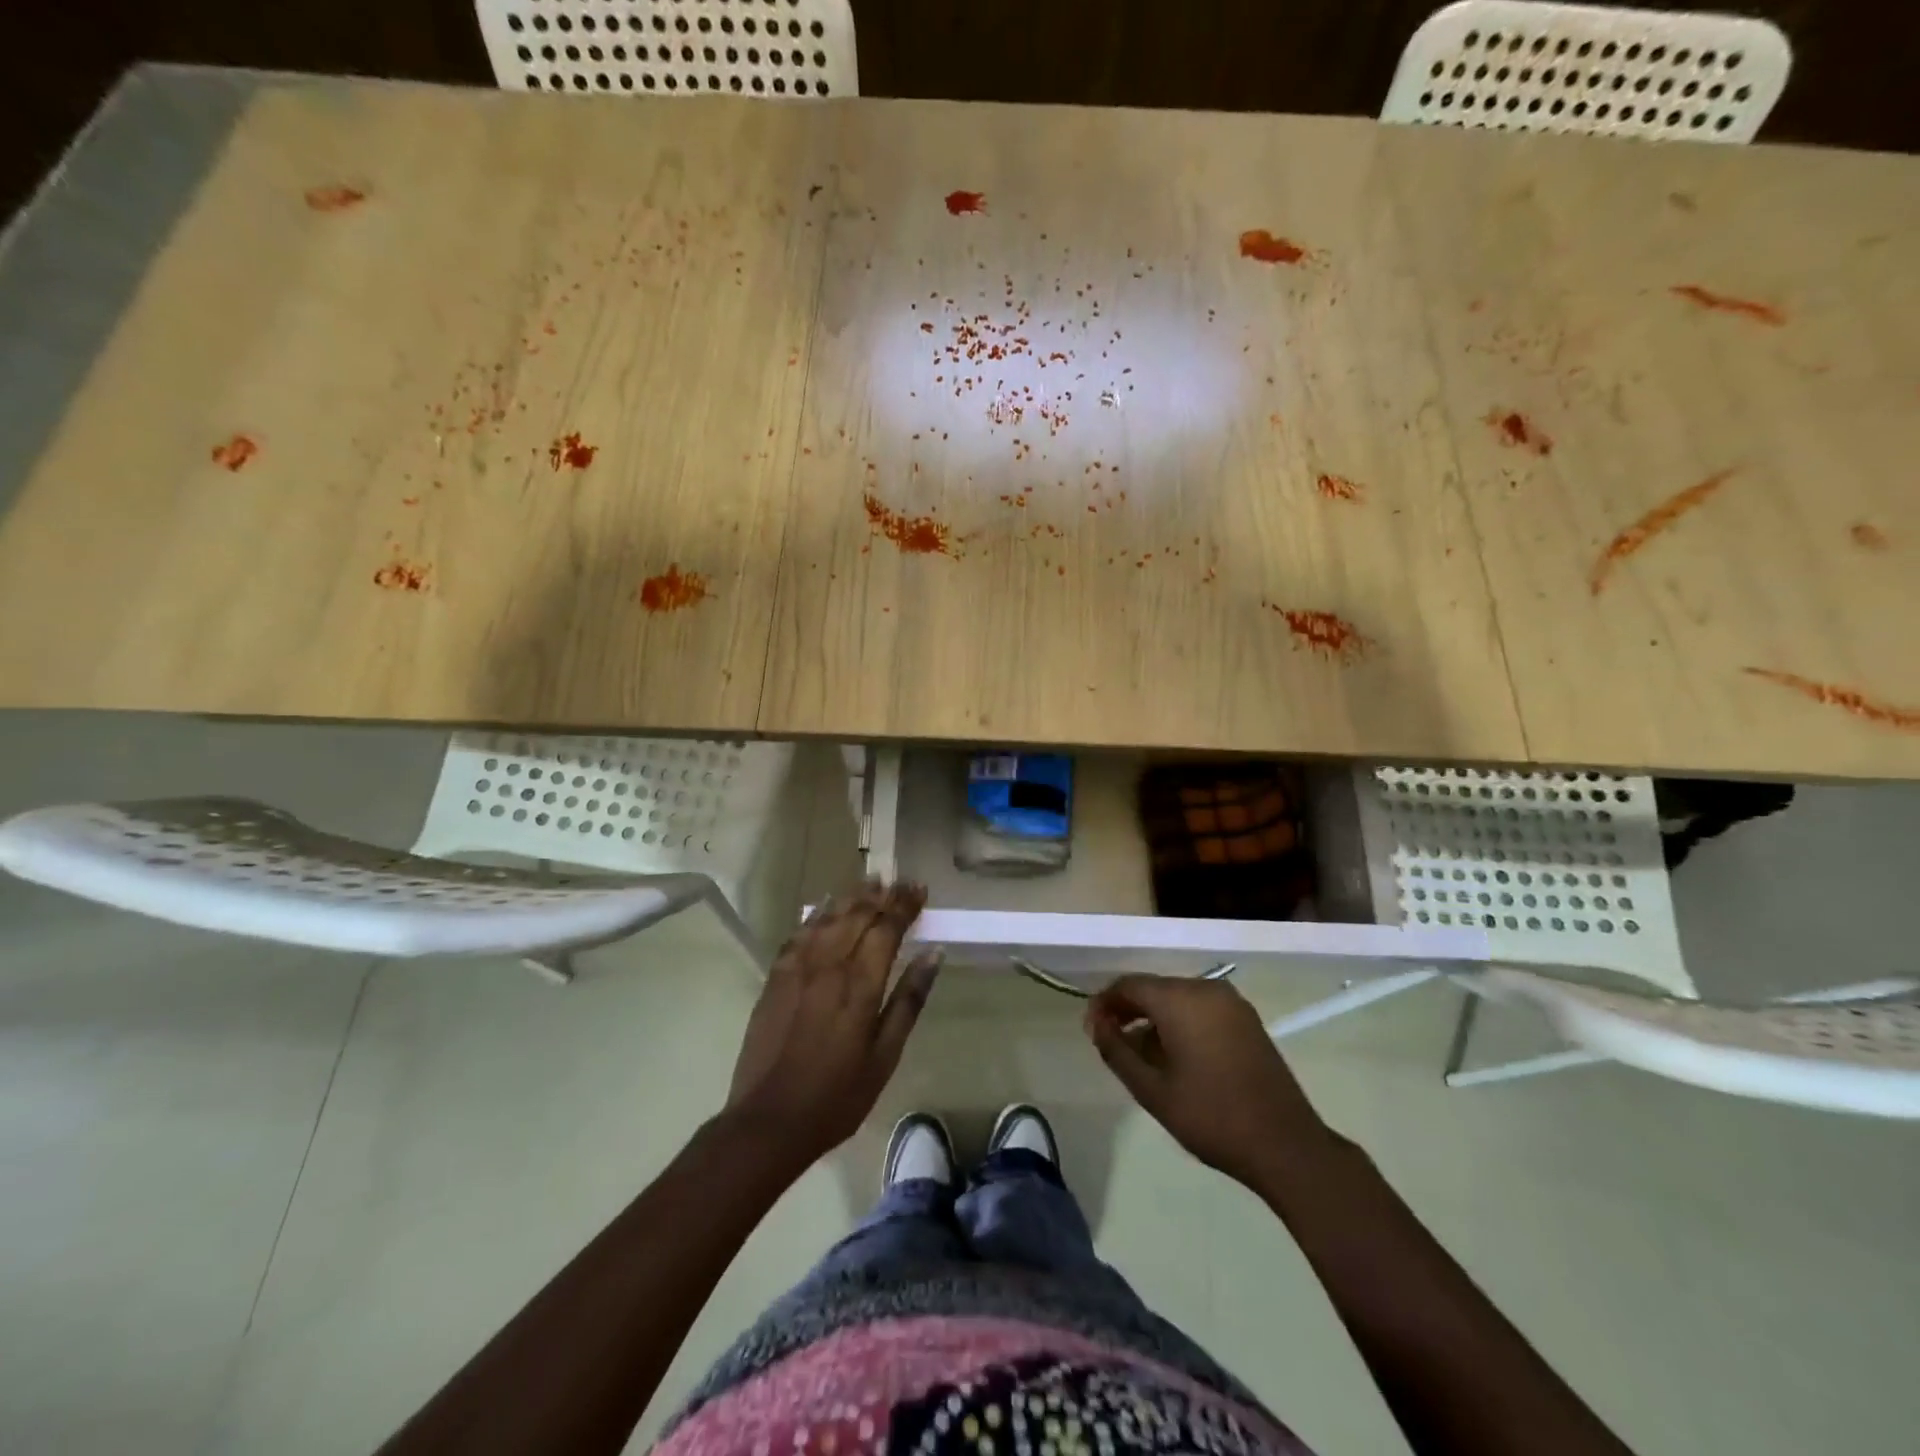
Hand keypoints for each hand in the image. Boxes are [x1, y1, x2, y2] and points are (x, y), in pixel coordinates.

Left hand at [725, 881, 940, 1165]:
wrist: (768, 1120)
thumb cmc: (838, 1095)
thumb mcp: (885, 1056)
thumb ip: (909, 1000)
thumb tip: (933, 954)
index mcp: (860, 983)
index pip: (887, 928)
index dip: (905, 905)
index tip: (920, 890)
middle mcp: (829, 964)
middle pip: (858, 915)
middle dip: (883, 895)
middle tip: (901, 882)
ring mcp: (797, 968)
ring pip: (828, 917)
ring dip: (852, 897)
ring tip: (871, 883)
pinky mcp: (776, 978)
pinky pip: (799, 933)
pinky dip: (816, 915)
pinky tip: (825, 906)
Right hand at [1084, 974, 1330, 1188]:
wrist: (1286, 1145)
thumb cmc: (1212, 1117)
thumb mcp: (1152, 1090)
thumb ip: (1117, 1051)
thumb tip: (1097, 1024)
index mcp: (1181, 999)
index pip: (1129, 985)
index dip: (1104, 1003)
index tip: (1091, 1031)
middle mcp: (1206, 989)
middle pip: (1154, 988)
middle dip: (1128, 1010)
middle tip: (1110, 1041)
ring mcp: (1231, 1003)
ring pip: (1177, 998)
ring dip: (1154, 1018)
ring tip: (1139, 1053)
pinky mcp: (1247, 1020)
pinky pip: (1201, 1008)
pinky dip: (1180, 1022)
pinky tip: (1174, 1054)